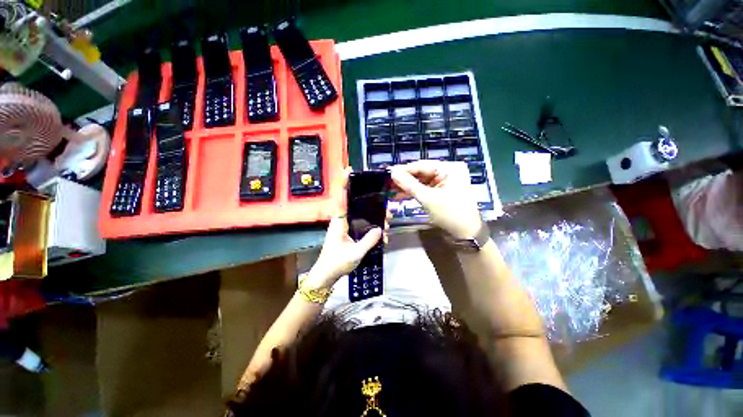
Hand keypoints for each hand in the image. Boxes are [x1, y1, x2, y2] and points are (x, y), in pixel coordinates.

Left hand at [306, 168, 389, 288]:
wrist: (326, 276)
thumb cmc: (336, 264)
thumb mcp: (354, 254)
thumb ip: (368, 241)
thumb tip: (380, 228)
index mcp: (339, 222)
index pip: (342, 199)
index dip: (344, 184)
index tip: (349, 170)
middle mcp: (342, 221)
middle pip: (357, 206)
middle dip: (373, 206)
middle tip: (387, 213)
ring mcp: (346, 227)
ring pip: (362, 216)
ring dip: (375, 218)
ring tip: (387, 225)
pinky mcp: (350, 234)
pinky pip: (362, 226)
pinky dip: (372, 228)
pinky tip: (382, 236)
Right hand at [390, 160, 481, 238]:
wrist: (466, 234)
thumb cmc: (450, 214)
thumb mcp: (428, 198)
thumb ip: (409, 184)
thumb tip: (392, 172)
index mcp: (450, 168)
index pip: (422, 165)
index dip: (404, 169)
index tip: (388, 172)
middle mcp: (448, 171)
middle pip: (421, 172)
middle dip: (405, 179)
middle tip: (387, 182)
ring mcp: (445, 181)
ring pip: (421, 181)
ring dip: (407, 186)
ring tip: (391, 189)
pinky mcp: (441, 190)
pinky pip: (425, 188)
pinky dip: (414, 192)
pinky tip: (400, 194)